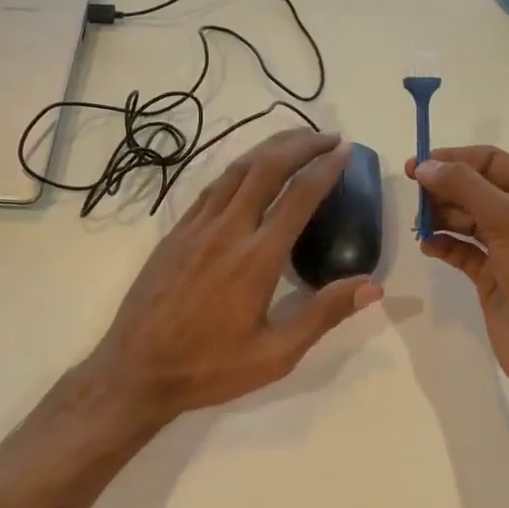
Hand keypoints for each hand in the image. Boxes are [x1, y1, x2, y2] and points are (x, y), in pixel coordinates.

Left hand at [88, 129, 383, 423]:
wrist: (136, 370)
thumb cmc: (210, 367)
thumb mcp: (275, 354)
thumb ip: (323, 315)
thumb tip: (372, 287)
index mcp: (256, 258)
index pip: (299, 197)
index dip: (326, 168)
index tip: (346, 151)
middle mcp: (227, 231)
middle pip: (267, 168)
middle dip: (300, 144)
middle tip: (327, 137)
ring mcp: (196, 227)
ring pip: (236, 170)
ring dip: (269, 148)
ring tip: (296, 140)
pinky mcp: (176, 232)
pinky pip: (212, 187)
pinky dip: (238, 168)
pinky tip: (249, 170)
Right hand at [406, 145, 508, 402]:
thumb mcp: (508, 220)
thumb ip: (464, 187)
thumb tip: (424, 166)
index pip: (492, 162)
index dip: (454, 159)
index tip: (417, 166)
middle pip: (477, 189)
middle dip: (444, 188)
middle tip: (410, 195)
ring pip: (468, 220)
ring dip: (441, 216)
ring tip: (416, 222)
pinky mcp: (494, 278)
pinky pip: (463, 252)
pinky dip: (444, 244)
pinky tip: (426, 245)